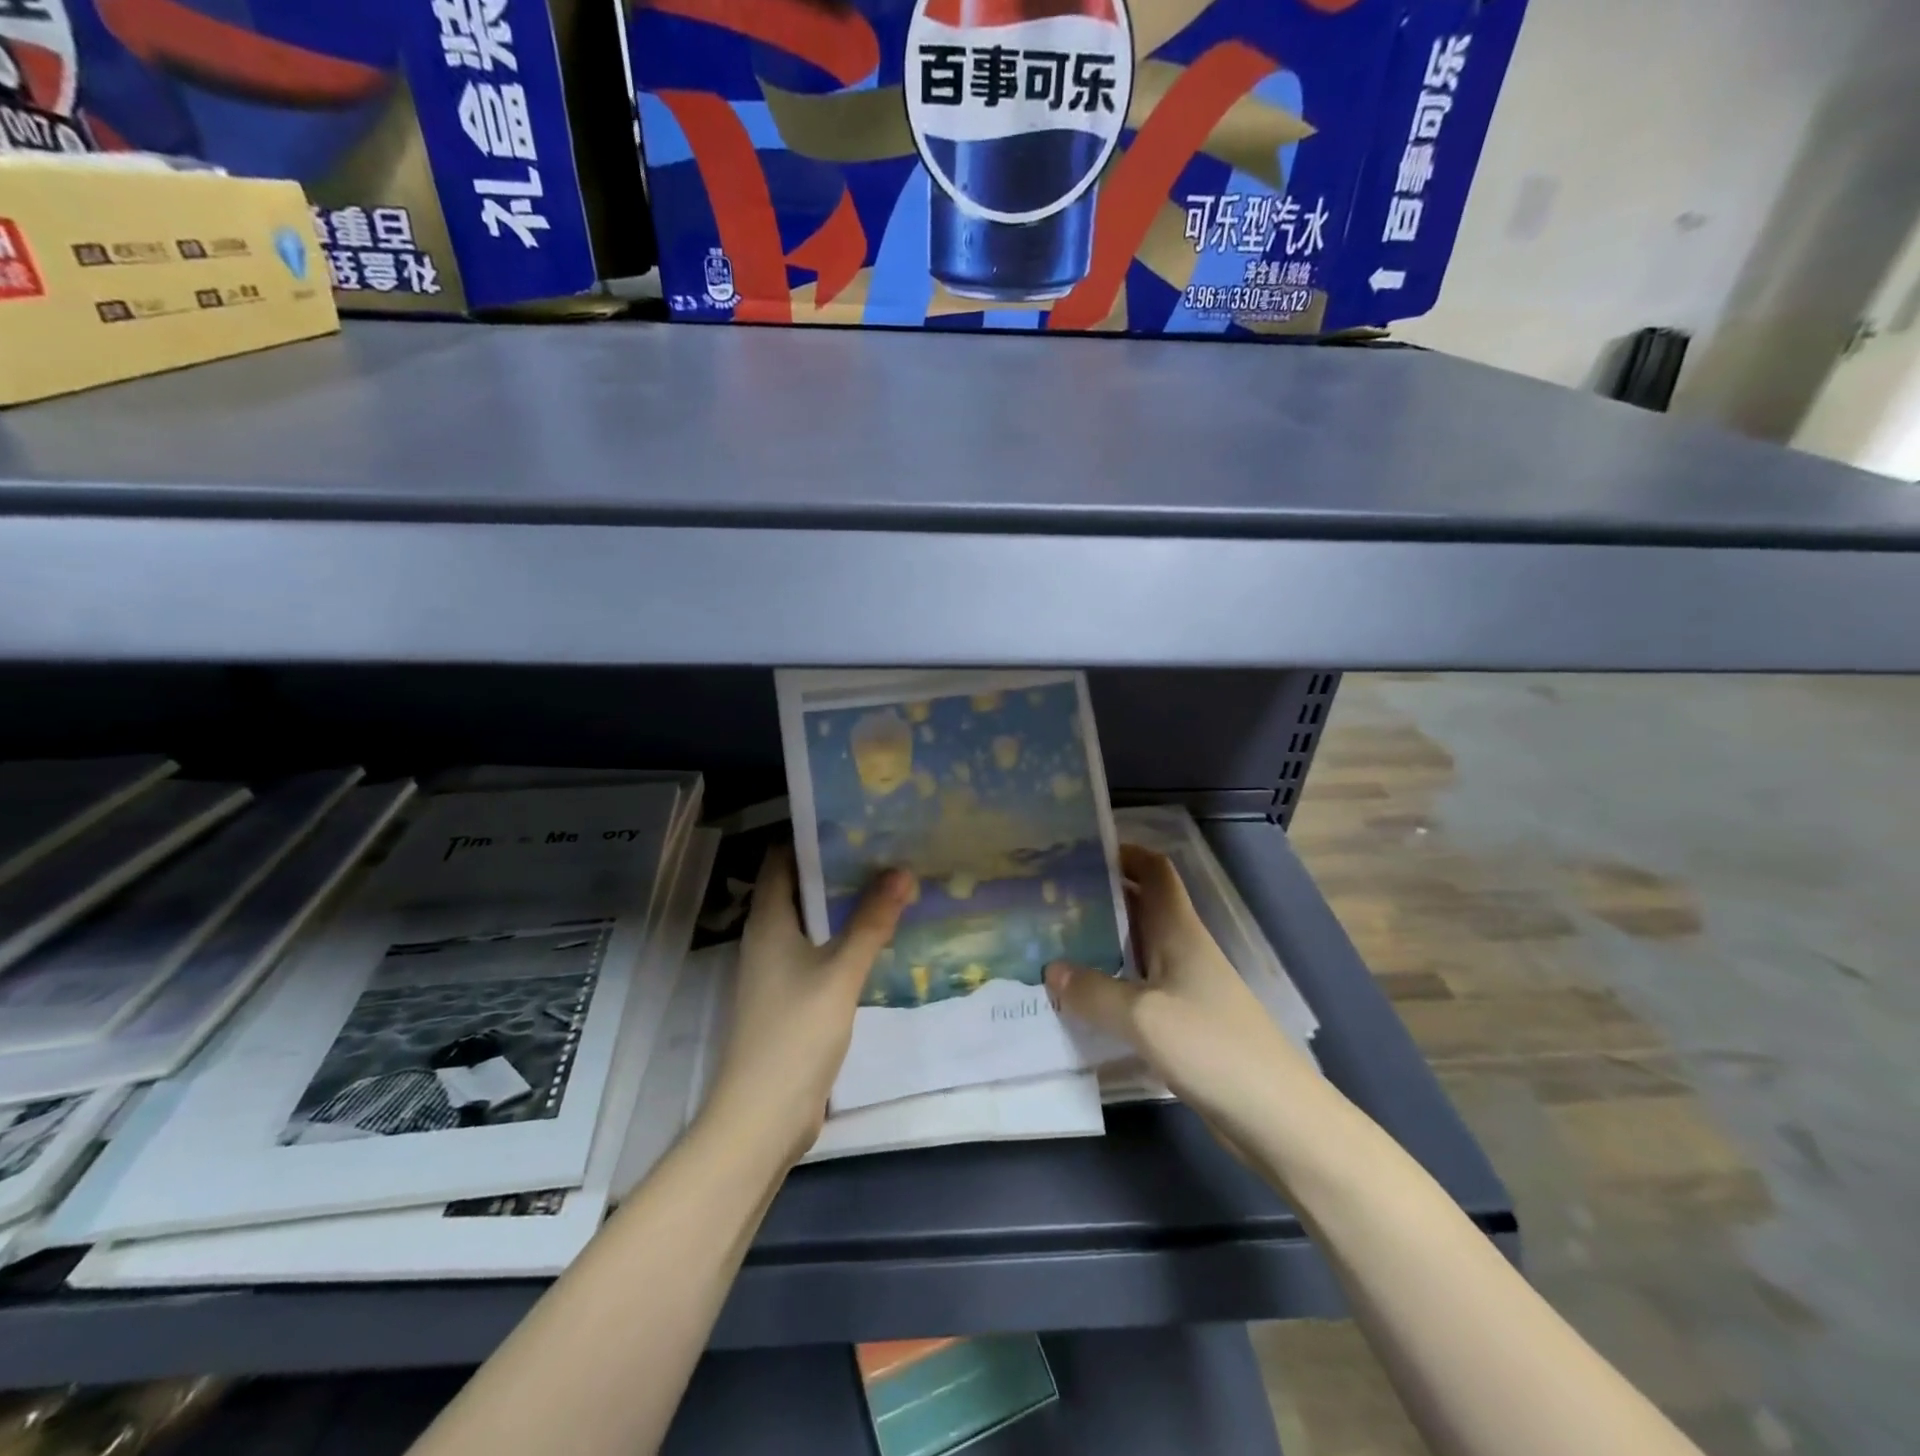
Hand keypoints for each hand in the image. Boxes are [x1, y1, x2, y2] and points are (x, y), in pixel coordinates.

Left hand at [703, 846, 913, 1165]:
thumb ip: (871, 922)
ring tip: (888, 884)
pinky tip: (877, 938)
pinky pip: (817, 952)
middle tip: (883, 848)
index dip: (809, 836)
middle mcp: (766, 938)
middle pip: (798, 888)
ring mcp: (776, 971)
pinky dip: (842, 938)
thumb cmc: (795, 1033)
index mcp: (768, 922)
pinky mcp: (790, 998)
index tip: (852, 819)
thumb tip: (901, 870)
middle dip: (835, 868)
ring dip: (842, 905)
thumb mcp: (840, 973)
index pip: (780, 860)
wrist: (763, 1116)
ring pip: (810, 922)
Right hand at [1046, 843, 1308, 1121]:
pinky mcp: (1184, 1024)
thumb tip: (1052, 970)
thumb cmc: (1212, 1048)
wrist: (1277, 1118)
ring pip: (1136, 950)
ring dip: (1100, 944)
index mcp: (1179, 931)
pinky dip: (1110, 987)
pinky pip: (1139, 991)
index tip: (1080, 853)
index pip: (1155, 870)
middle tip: (1049, 901)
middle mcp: (1182, 950)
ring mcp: (1185, 988)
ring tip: (1053, 946)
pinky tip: (1081, 1001)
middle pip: (1140, 908)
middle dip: (1099, 898)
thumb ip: (1093, 992)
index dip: (1124, 853)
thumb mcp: (1143, 1017)